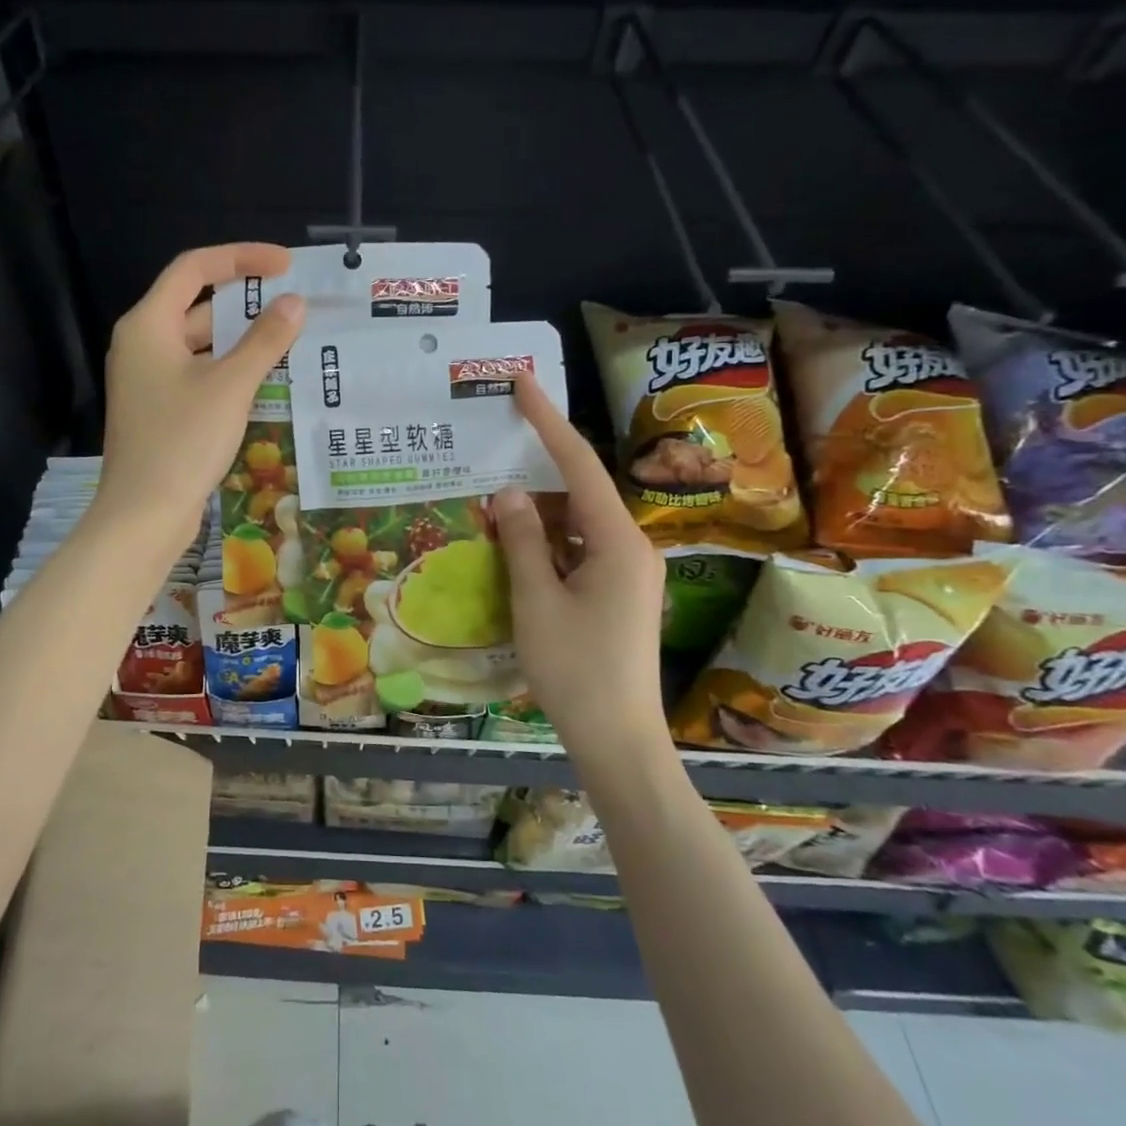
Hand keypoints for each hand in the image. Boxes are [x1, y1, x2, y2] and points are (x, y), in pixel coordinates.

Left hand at [94, 244, 305, 555]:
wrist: (143, 515)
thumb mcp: (230, 385)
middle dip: (246, 303)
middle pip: (197, 305)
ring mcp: (149, 380)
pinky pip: (199, 374)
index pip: (194, 268)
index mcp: (148, 324)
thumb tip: (294, 303)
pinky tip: (267, 381)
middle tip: (295, 306)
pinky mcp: (160, 410)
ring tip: (291, 340)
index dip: (241, 258)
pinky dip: (230, 370)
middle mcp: (142, 344)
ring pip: (200, 344)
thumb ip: (264, 340)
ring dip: (242, 340)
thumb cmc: (182, 441)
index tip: (286, 265)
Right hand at [493, 377, 668, 746]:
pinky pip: (579, 551)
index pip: (578, 466)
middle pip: (580, 491)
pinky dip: (548, 541)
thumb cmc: (576, 669)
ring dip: (539, 511)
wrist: (618, 740)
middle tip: (497, 440)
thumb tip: (506, 493)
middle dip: (539, 466)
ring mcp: (626, 574)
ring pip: (577, 524)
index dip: (548, 421)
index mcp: (617, 541)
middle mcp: (630, 548)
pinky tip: (516, 543)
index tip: (523, 384)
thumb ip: (522, 541)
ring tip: (495, 495)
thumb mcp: (537, 601)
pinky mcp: (617, 595)